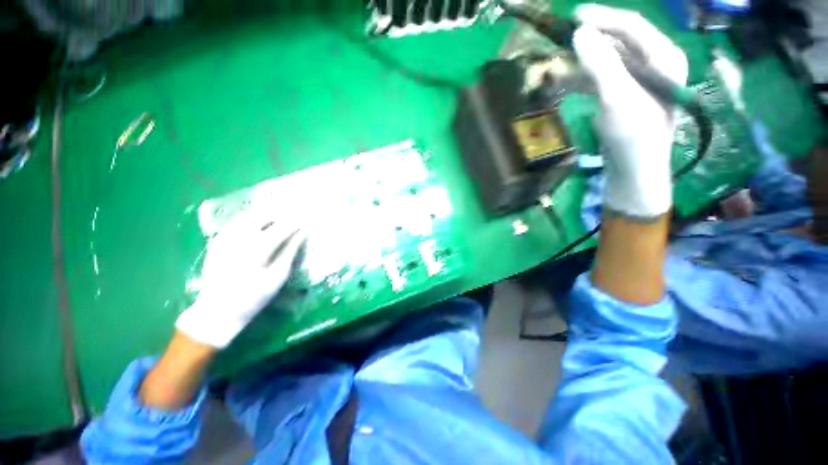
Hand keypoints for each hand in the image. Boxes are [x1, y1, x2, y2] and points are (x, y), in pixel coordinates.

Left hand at [176, 206, 306, 347]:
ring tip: (282, 205)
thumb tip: (302, 234)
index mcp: (256, 251)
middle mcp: (239, 240)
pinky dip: (252, 215)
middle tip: (297, 206)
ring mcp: (225, 239)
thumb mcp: (277, 278)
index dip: (296, 221)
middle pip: (263, 216)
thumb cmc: (253, 298)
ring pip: (248, 215)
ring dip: (267, 209)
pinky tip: (262, 215)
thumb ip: (290, 252)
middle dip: (281, 209)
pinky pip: (237, 221)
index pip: (281, 228)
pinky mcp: (218, 241)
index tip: (309, 216)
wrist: (217, 311)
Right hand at [572, 4, 687, 217]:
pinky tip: (566, 83)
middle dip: (592, 39)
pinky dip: (583, 79)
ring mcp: (639, 81)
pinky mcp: (624, 97)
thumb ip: (600, 64)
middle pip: (620, 42)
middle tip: (564, 37)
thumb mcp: (616, 97)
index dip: (604, 18)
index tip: (576, 15)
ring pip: (608, 61)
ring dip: (583, 61)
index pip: (632, 27)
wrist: (633, 170)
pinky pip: (602, 79)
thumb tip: (580, 33)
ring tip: (559, 63)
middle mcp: (655, 64)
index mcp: (663, 58)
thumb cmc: (632, 136)